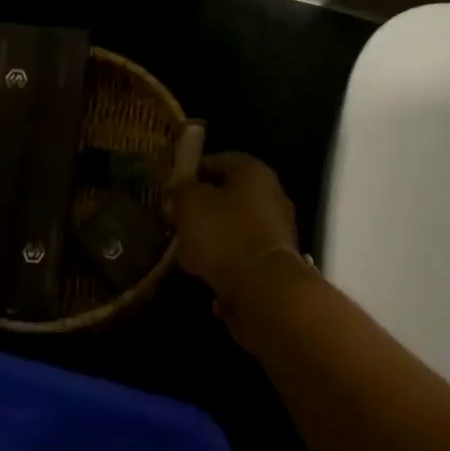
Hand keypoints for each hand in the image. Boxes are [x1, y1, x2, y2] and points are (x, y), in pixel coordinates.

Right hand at [165, 152, 301, 308]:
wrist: (264, 289)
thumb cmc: (224, 235)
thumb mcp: (190, 204)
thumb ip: (181, 191)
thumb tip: (180, 189)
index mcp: (253, 172)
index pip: (218, 161)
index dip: (192, 174)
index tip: (172, 191)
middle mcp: (271, 195)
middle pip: (228, 196)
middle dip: (201, 210)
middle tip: (177, 223)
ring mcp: (277, 230)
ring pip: (235, 228)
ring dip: (212, 239)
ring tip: (186, 254)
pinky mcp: (276, 262)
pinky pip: (242, 255)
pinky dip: (225, 263)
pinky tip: (206, 275)